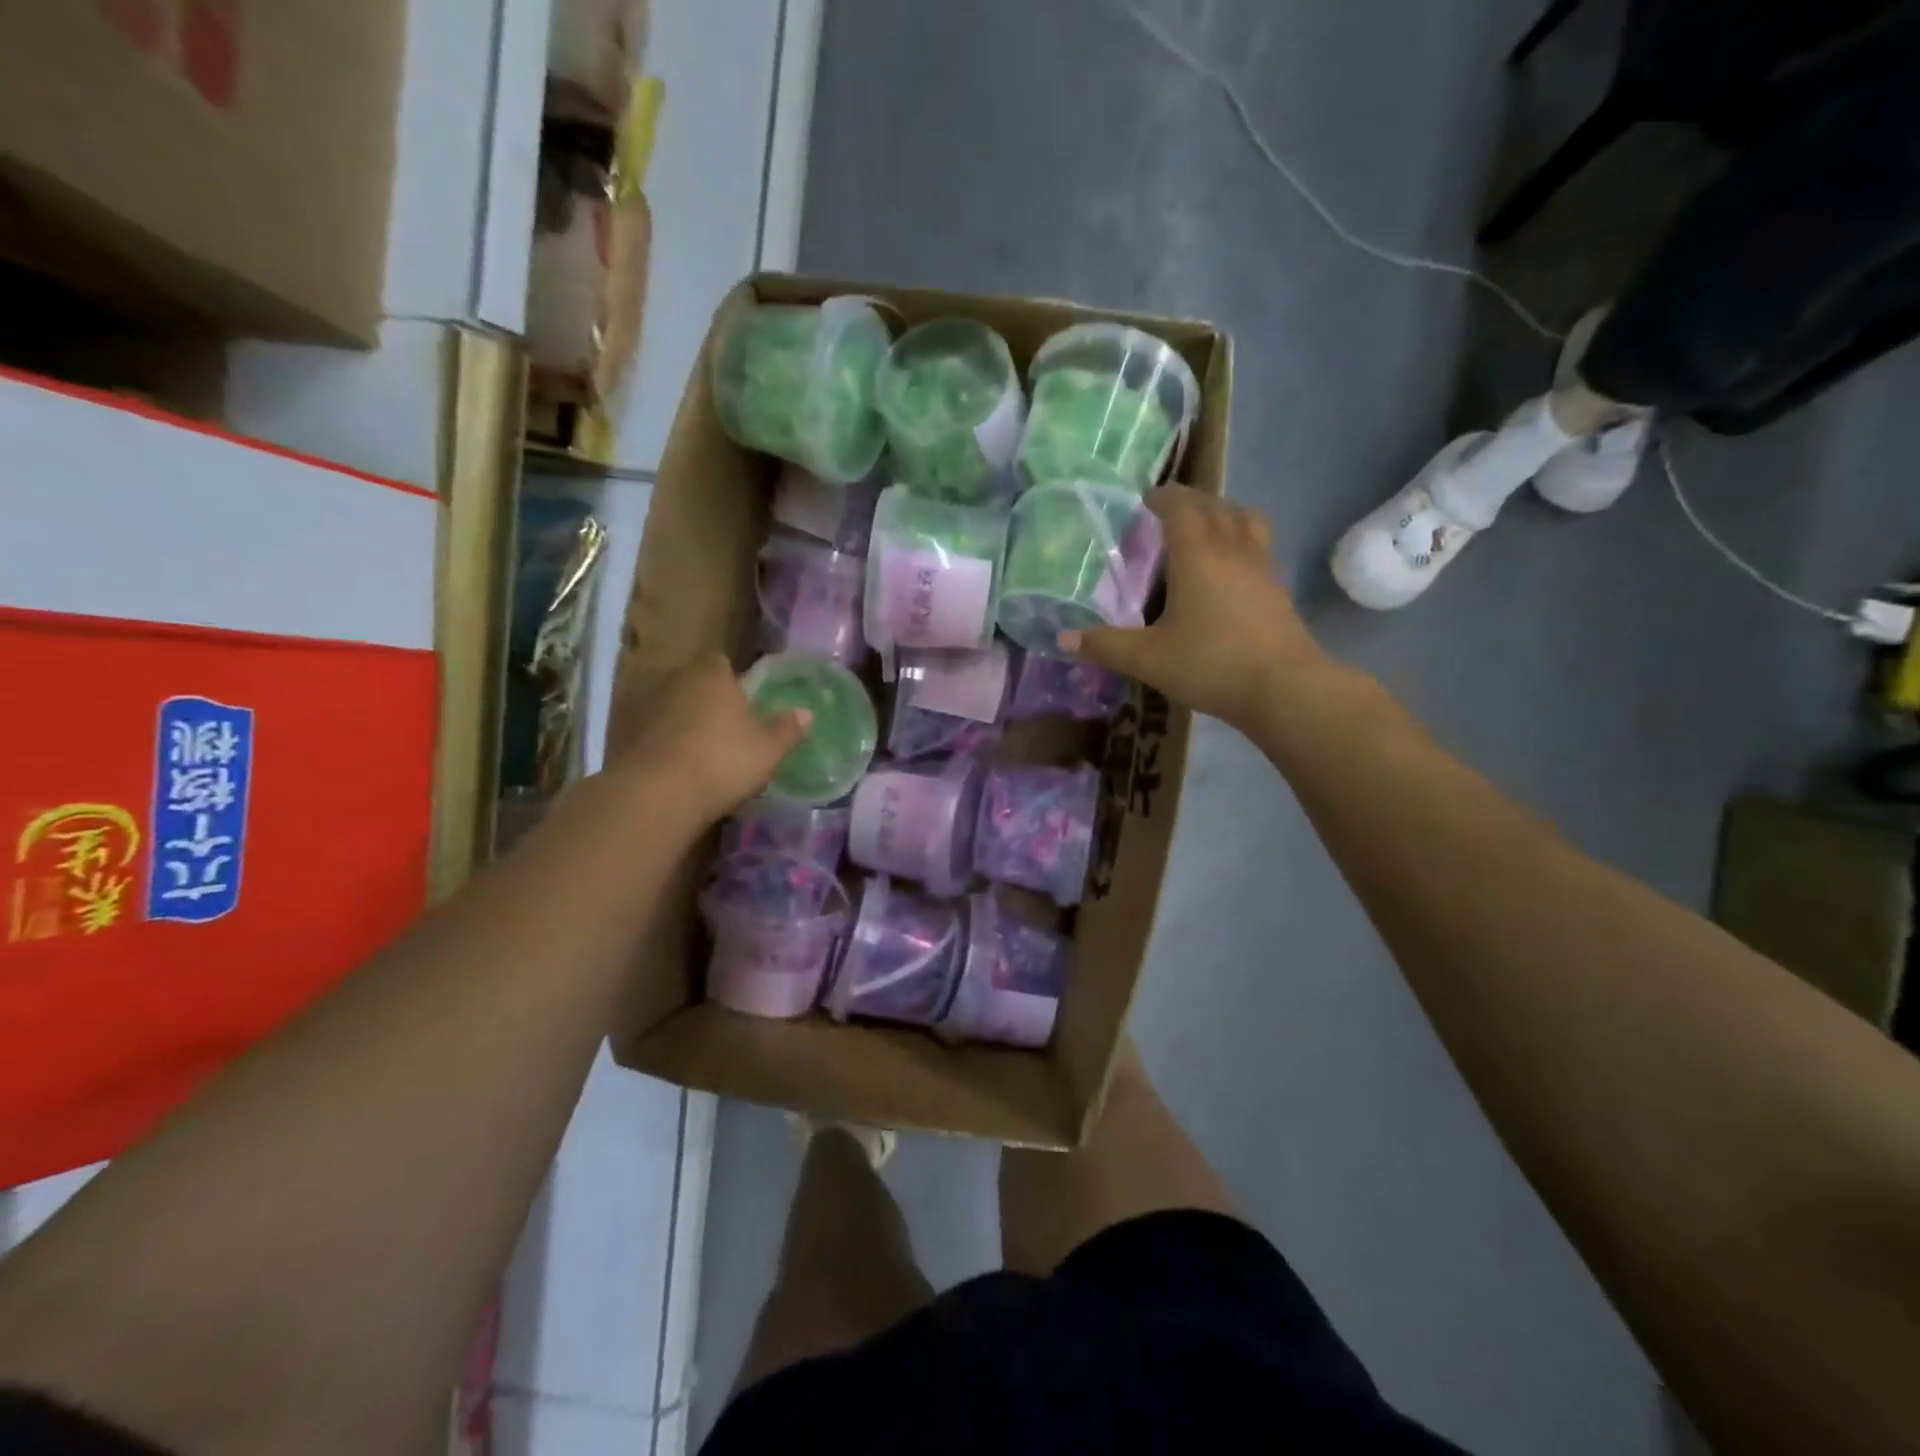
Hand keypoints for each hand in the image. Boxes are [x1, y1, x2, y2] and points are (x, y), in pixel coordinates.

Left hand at [611, 654, 809, 830]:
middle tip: (727, 731)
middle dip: (707, 701)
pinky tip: (675, 770)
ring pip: (670, 708)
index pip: (721, 663)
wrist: (655, 795)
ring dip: (681, 723)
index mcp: (711, 674)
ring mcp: (643, 706)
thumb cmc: (722, 761)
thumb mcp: (767, 750)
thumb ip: (786, 729)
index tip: (744, 704)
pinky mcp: (620, 736)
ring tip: (701, 754)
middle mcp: (674, 680)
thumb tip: (806, 712)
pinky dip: (661, 745)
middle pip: (694, 684)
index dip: (733, 681)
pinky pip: (650, 734)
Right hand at [1062, 486, 1328, 732]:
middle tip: (1167, 512)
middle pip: (1214, 506)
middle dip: (1189, 501)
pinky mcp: (1278, 588)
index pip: (1180, 507)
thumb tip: (1063, 640)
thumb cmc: (1210, 663)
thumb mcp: (1148, 659)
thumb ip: (1105, 646)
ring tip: (1204, 529)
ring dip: (1222, 513)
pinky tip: (1230, 568)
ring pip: (1245, 519)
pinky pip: (1258, 545)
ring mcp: (1262, 566)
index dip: (1162, 497)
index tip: (1145, 500)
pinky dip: (1241, 540)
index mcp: (1197, 554)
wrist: (1284, 688)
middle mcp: (1232, 548)